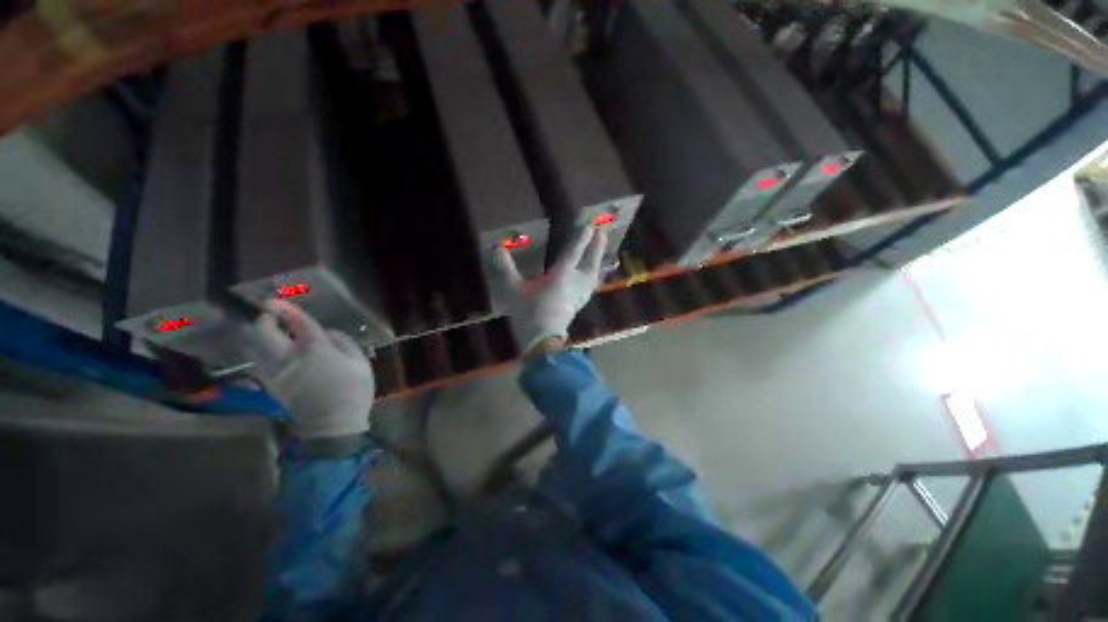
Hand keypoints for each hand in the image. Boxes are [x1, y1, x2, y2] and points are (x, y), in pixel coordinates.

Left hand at [250, 300, 374, 438]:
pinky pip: (258, 361)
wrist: (332, 426)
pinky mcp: (270, 385)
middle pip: (264, 332)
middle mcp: (288, 357)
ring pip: (254, 347)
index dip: (285, 309)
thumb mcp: (360, 363)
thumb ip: (344, 343)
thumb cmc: (352, 391)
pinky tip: (270, 350)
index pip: (296, 323)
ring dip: (258, 334)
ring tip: (268, 330)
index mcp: (314, 349)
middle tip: (272, 315)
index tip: (274, 300)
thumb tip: (327, 334)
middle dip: (265, 320)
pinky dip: (259, 351)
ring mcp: (275, 372)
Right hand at [490, 226, 607, 353]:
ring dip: (598, 261)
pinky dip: (594, 277)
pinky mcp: (579, 304)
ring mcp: (579, 294)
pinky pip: (590, 285)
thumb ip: (506, 269)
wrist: (542, 340)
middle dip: (596, 247)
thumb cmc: (529, 313)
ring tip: (602, 252)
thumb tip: (497, 248)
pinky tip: (594, 276)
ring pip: (593, 274)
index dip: (581, 238)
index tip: (589, 225)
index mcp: (560, 275)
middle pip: (590, 262)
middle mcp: (574, 282)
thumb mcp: (514, 290)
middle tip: (603, 233)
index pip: (573, 252)